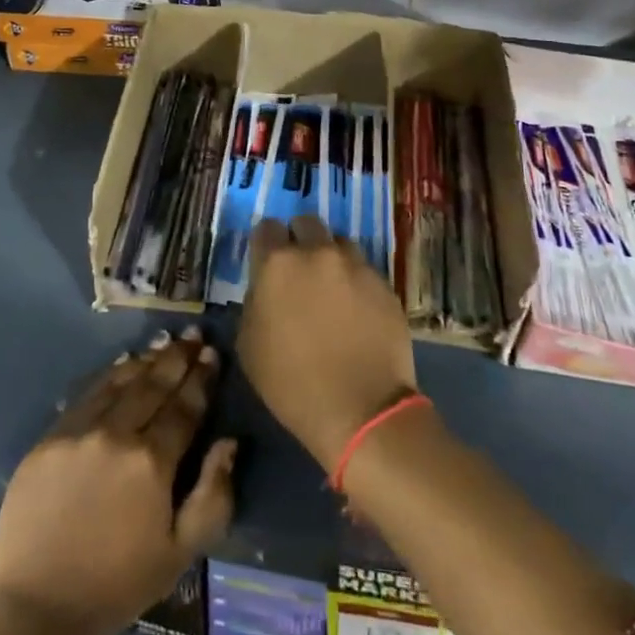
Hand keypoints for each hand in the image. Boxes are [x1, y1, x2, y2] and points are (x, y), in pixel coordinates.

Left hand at [0, 327, 236, 634]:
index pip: (184, 407)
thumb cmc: (118, 584)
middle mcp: (117, 434)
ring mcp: (80, 430)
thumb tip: (229, 442)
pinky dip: (110, 375)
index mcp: (152, 463)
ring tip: (164, 343)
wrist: (39, 606)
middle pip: (154, 384)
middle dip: (177, 357)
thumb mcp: (180, 554)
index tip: (212, 354)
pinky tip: (123, 365)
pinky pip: (88, 394)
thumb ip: (213, 496)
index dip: (201, 378)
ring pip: (121, 381)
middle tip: (193, 335)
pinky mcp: (51, 435)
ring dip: (147, 360)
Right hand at [237, 215, 418, 470]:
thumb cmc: (293, 385)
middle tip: (300, 270)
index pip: (266, 228)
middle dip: (300, 239)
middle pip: (306, 223)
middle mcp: (317, 252)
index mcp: (278, 264)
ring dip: (331, 257)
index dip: (266, 243)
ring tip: (331, 287)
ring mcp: (355, 265)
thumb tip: (264, 288)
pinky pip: (364, 269)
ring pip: (339, 242)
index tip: (267, 262)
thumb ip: (254, 302)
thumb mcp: (249, 345)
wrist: (362, 412)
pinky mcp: (384, 283)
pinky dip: (356, 281)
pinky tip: (356, 309)